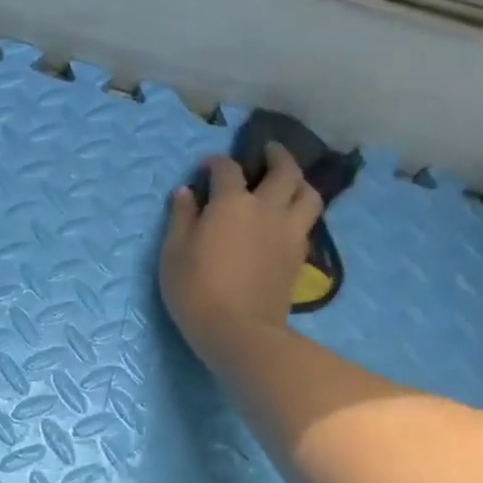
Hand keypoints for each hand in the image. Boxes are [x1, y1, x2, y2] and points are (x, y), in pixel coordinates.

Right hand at [160, 143, 322, 359]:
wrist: (238, 330)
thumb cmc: (196, 290)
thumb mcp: (174, 253)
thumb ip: (182, 218)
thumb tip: (186, 192)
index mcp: (232, 203)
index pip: (227, 170)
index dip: (217, 163)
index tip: (207, 167)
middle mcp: (267, 209)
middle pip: (284, 171)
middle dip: (276, 155)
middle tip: (268, 151)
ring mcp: (288, 232)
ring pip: (308, 194)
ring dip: (300, 181)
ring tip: (290, 181)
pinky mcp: (299, 256)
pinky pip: (307, 223)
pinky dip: (300, 212)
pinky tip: (289, 218)